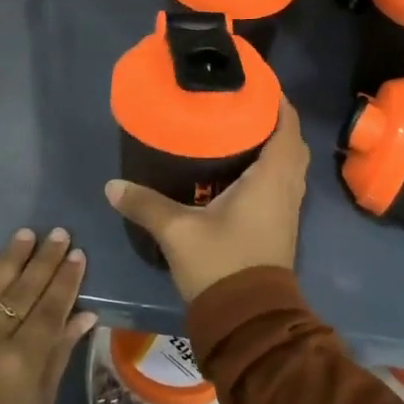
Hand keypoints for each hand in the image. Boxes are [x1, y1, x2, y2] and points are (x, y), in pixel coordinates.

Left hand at [0, 227, 97, 403]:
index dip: (66, 280)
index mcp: (24, 361)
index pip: (51, 308)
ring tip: (26, 234)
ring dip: (10, 258)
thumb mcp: (42, 403)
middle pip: (23, 291)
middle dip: (43, 260)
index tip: (77, 253)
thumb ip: (59, 353)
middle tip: (58, 233)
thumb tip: (84, 314)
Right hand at [104, 99, 308, 303]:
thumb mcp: (177, 231)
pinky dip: (270, 167)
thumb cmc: (221, 265)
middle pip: (291, 141)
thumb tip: (112, 185)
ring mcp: (288, 209)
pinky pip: (282, 183)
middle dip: (272, 120)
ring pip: (289, 164)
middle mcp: (287, 188)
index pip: (287, 125)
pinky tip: (240, 169)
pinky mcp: (281, 225)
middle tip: (240, 105)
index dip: (277, 100)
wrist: (248, 320)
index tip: (255, 83)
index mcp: (272, 178)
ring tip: (238, 130)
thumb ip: (145, 204)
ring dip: (273, 144)